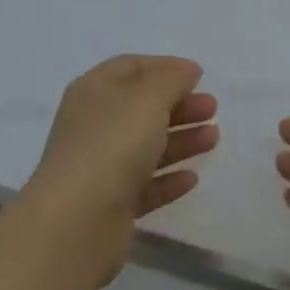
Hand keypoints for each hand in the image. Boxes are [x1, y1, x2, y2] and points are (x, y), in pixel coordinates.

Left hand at [22, 55, 218, 280]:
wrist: (76, 223)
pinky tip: (192, 178)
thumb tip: (186, 70)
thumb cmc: (113, 145)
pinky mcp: (109, 204)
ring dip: (181, 139)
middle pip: (141, 107)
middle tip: (212, 109)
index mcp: (95, 91)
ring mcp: (100, 166)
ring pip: (146, 145)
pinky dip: (168, 178)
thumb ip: (172, 79)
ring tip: (213, 138)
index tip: (199, 76)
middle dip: (179, 105)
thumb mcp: (148, 99)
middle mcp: (94, 125)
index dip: (166, 67)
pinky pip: (144, 184)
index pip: (131, 67)